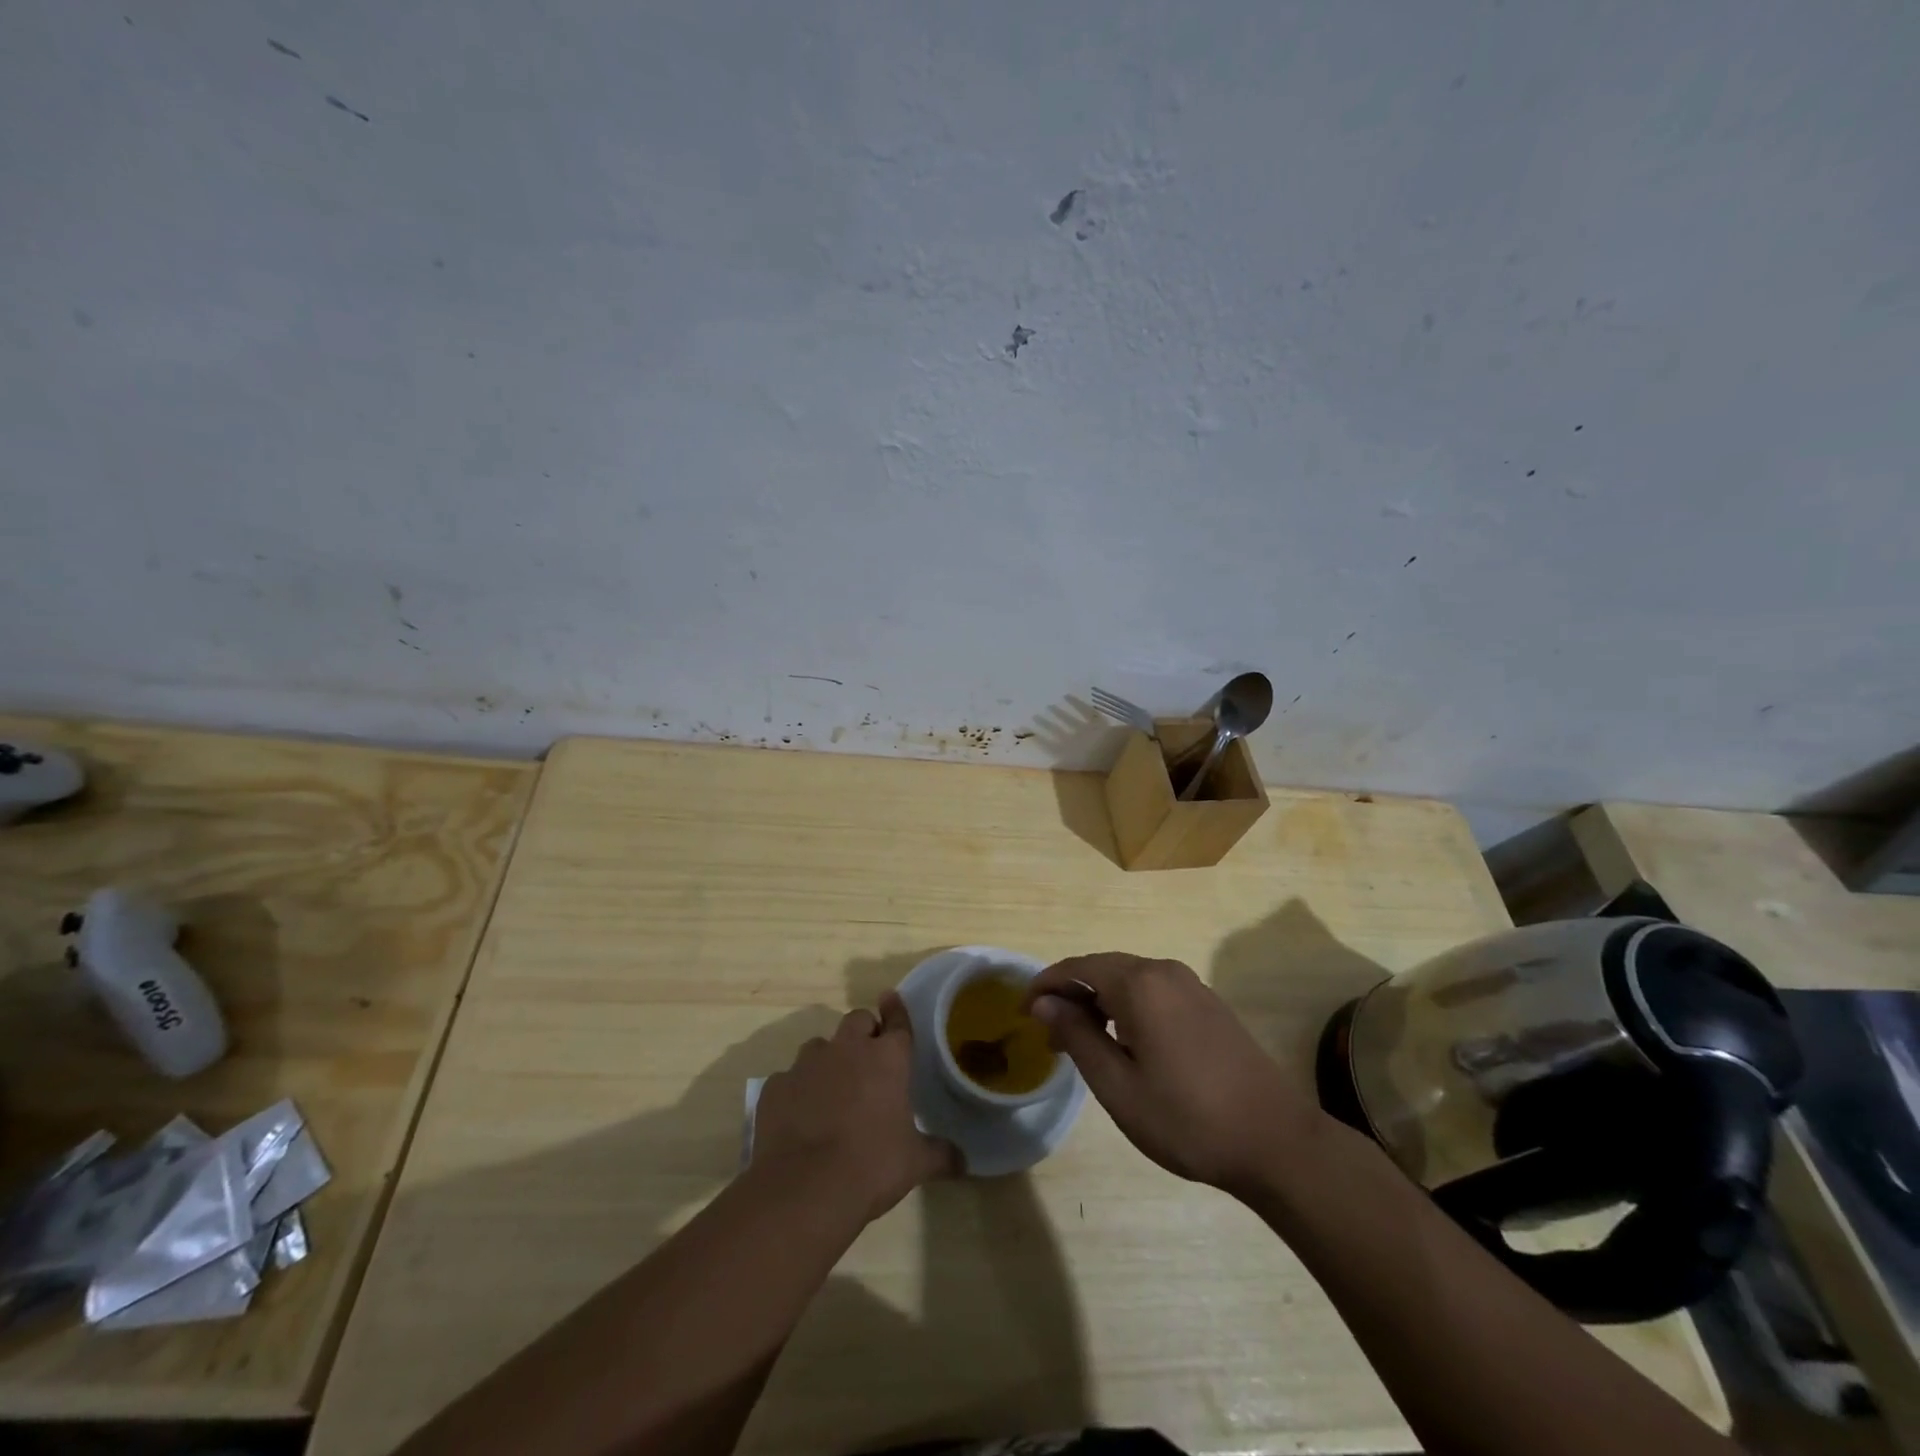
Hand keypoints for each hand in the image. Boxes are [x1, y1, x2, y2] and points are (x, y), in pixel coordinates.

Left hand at [752, 994, 957, 1221]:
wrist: (805, 1189)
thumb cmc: (871, 1166)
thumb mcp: (915, 1163)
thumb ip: (941, 1155)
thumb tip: (965, 1161)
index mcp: (887, 1058)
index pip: (897, 1021)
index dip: (896, 1009)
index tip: (892, 998)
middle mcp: (847, 1049)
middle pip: (857, 1020)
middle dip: (864, 1031)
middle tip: (868, 1058)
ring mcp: (807, 1064)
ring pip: (820, 1045)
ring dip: (829, 1059)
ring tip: (832, 1090)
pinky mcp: (776, 1086)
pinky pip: (789, 1078)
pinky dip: (797, 1090)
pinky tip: (799, 1116)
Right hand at [1027, 953, 1323, 1195]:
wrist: (1277, 1142)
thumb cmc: (1187, 1119)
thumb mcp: (1118, 1086)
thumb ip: (1076, 1036)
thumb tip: (1043, 1003)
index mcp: (1139, 984)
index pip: (1077, 967)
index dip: (1045, 985)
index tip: (1023, 1013)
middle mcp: (1164, 972)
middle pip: (1102, 968)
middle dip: (1070, 994)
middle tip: (1049, 1034)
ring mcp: (1191, 986)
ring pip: (1129, 979)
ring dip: (1099, 1001)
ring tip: (1082, 1043)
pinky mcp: (1208, 1004)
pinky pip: (1153, 991)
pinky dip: (1127, 1007)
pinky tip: (1125, 1043)